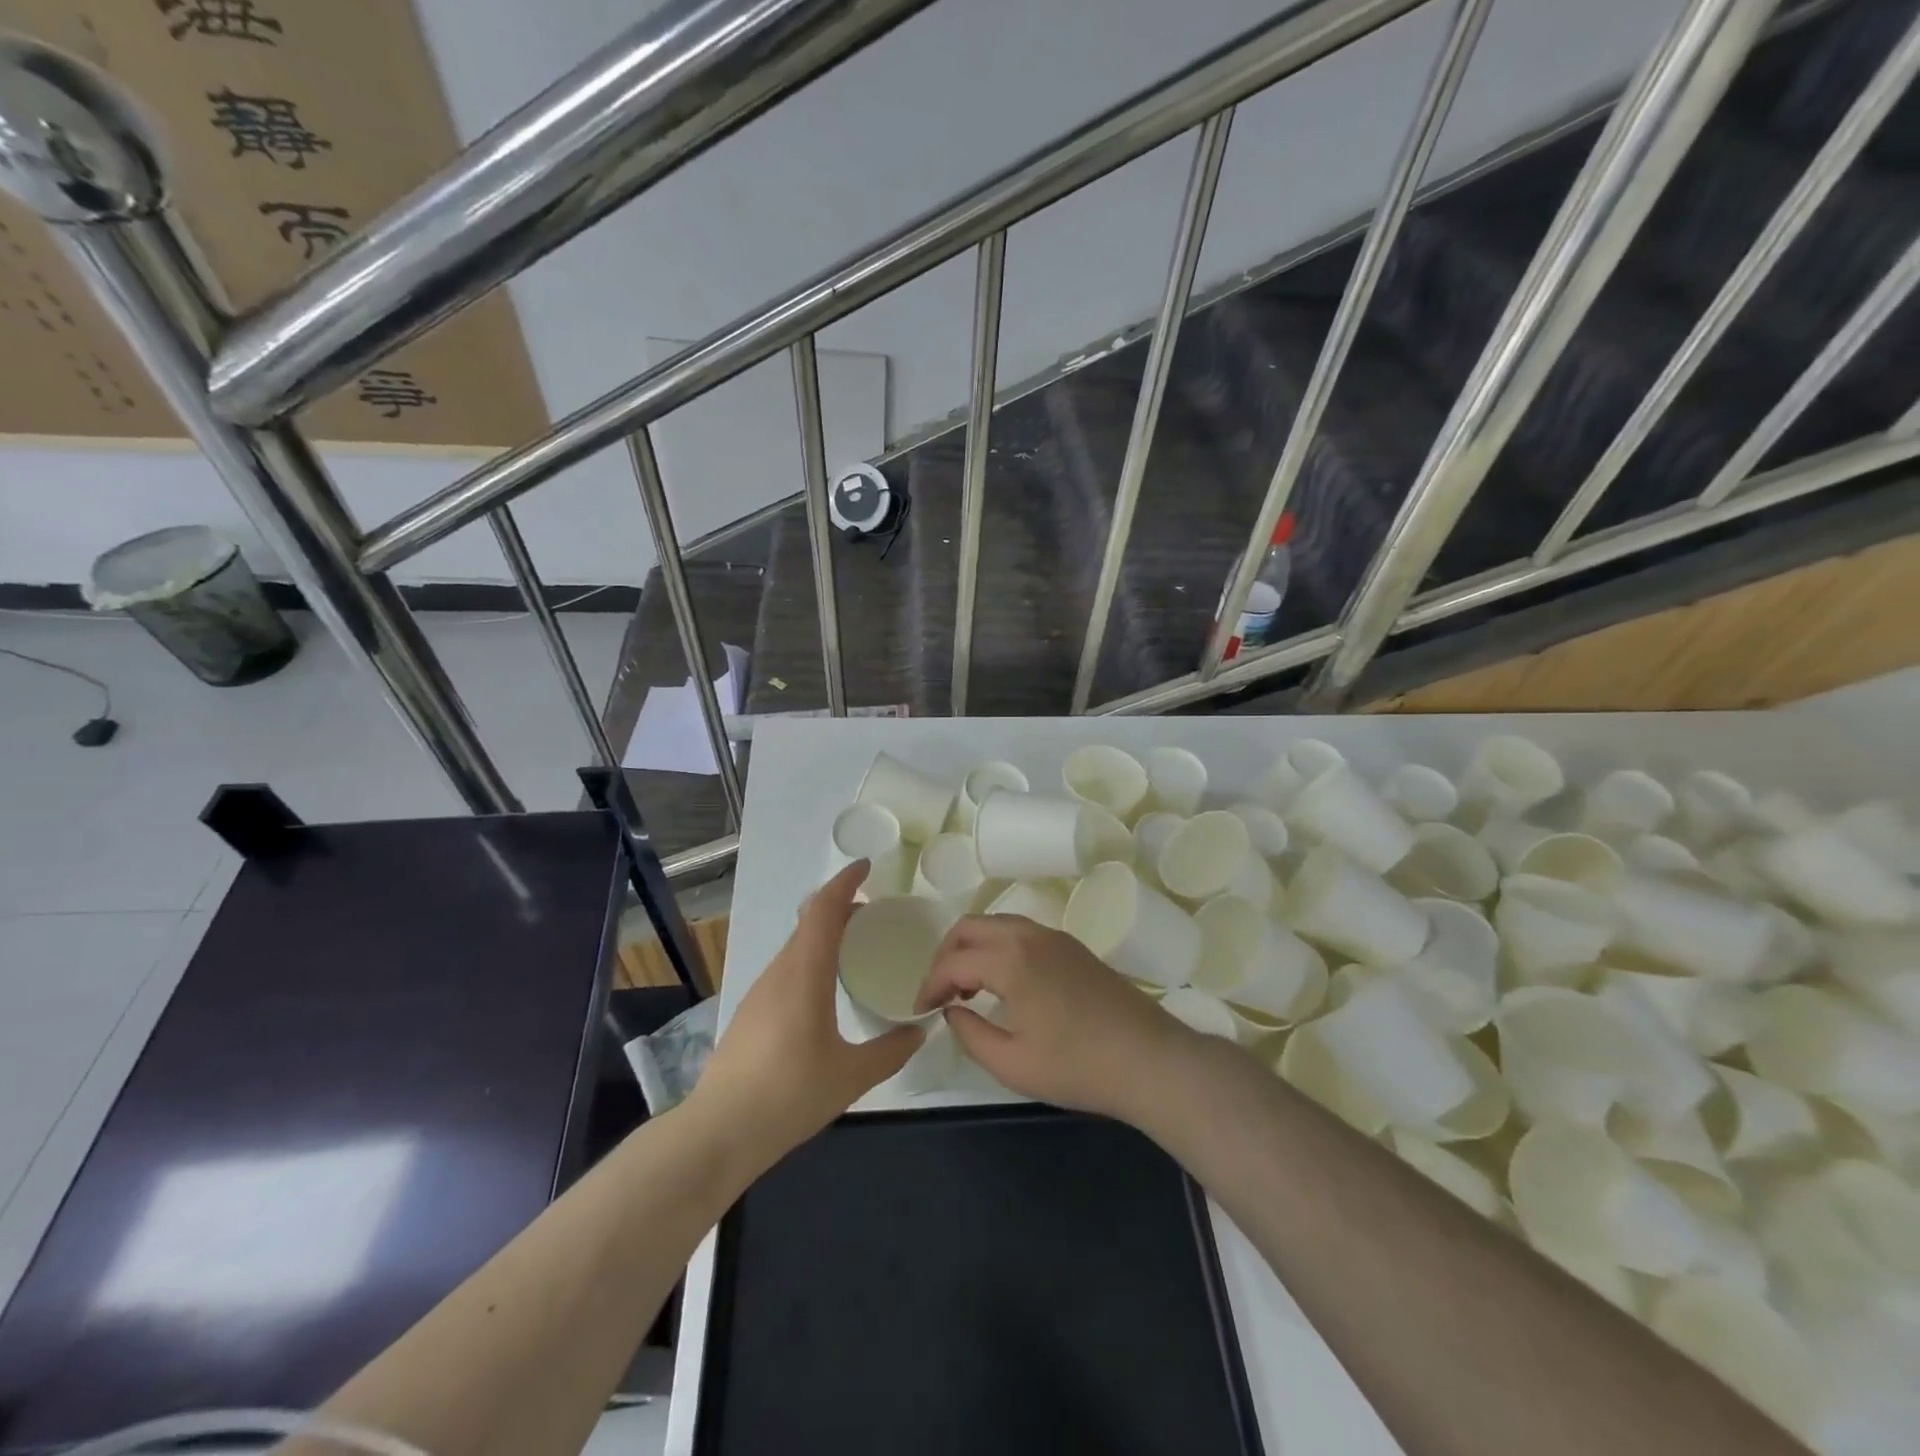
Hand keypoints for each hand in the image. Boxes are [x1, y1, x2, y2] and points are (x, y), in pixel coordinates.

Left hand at [692, 862, 922, 1164]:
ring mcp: (760, 991)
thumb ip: (891, 1051)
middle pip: (809, 921)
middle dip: (840, 906)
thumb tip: (920, 1030)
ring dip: (824, 933)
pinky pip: (787, 968)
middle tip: (873, 912)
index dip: (845, 882)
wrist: (718, 1131)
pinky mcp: (751, 1012)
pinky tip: (825, 988)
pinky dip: (811, 958)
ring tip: (854, 946)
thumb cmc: (789, 1095)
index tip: (868, 867)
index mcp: (804, 973)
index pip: (825, 910)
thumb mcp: (852, 1076)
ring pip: (796, 945)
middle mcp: (780, 972)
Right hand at [915, 914, 1201, 1124]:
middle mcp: (1030, 935)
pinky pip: (1021, 932)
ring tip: (966, 989)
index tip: (921, 1011)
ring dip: (973, 948)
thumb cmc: (1078, 1067)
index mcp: (1011, 959)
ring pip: (997, 924)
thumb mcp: (1013, 1064)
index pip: (954, 961)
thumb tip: (951, 1012)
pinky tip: (1002, 983)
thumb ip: (971, 1034)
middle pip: (971, 926)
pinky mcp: (1072, 946)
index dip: (930, 985)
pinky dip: (998, 947)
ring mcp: (1055, 937)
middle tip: (940, 994)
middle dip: (946, 956)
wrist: (1149, 1060)